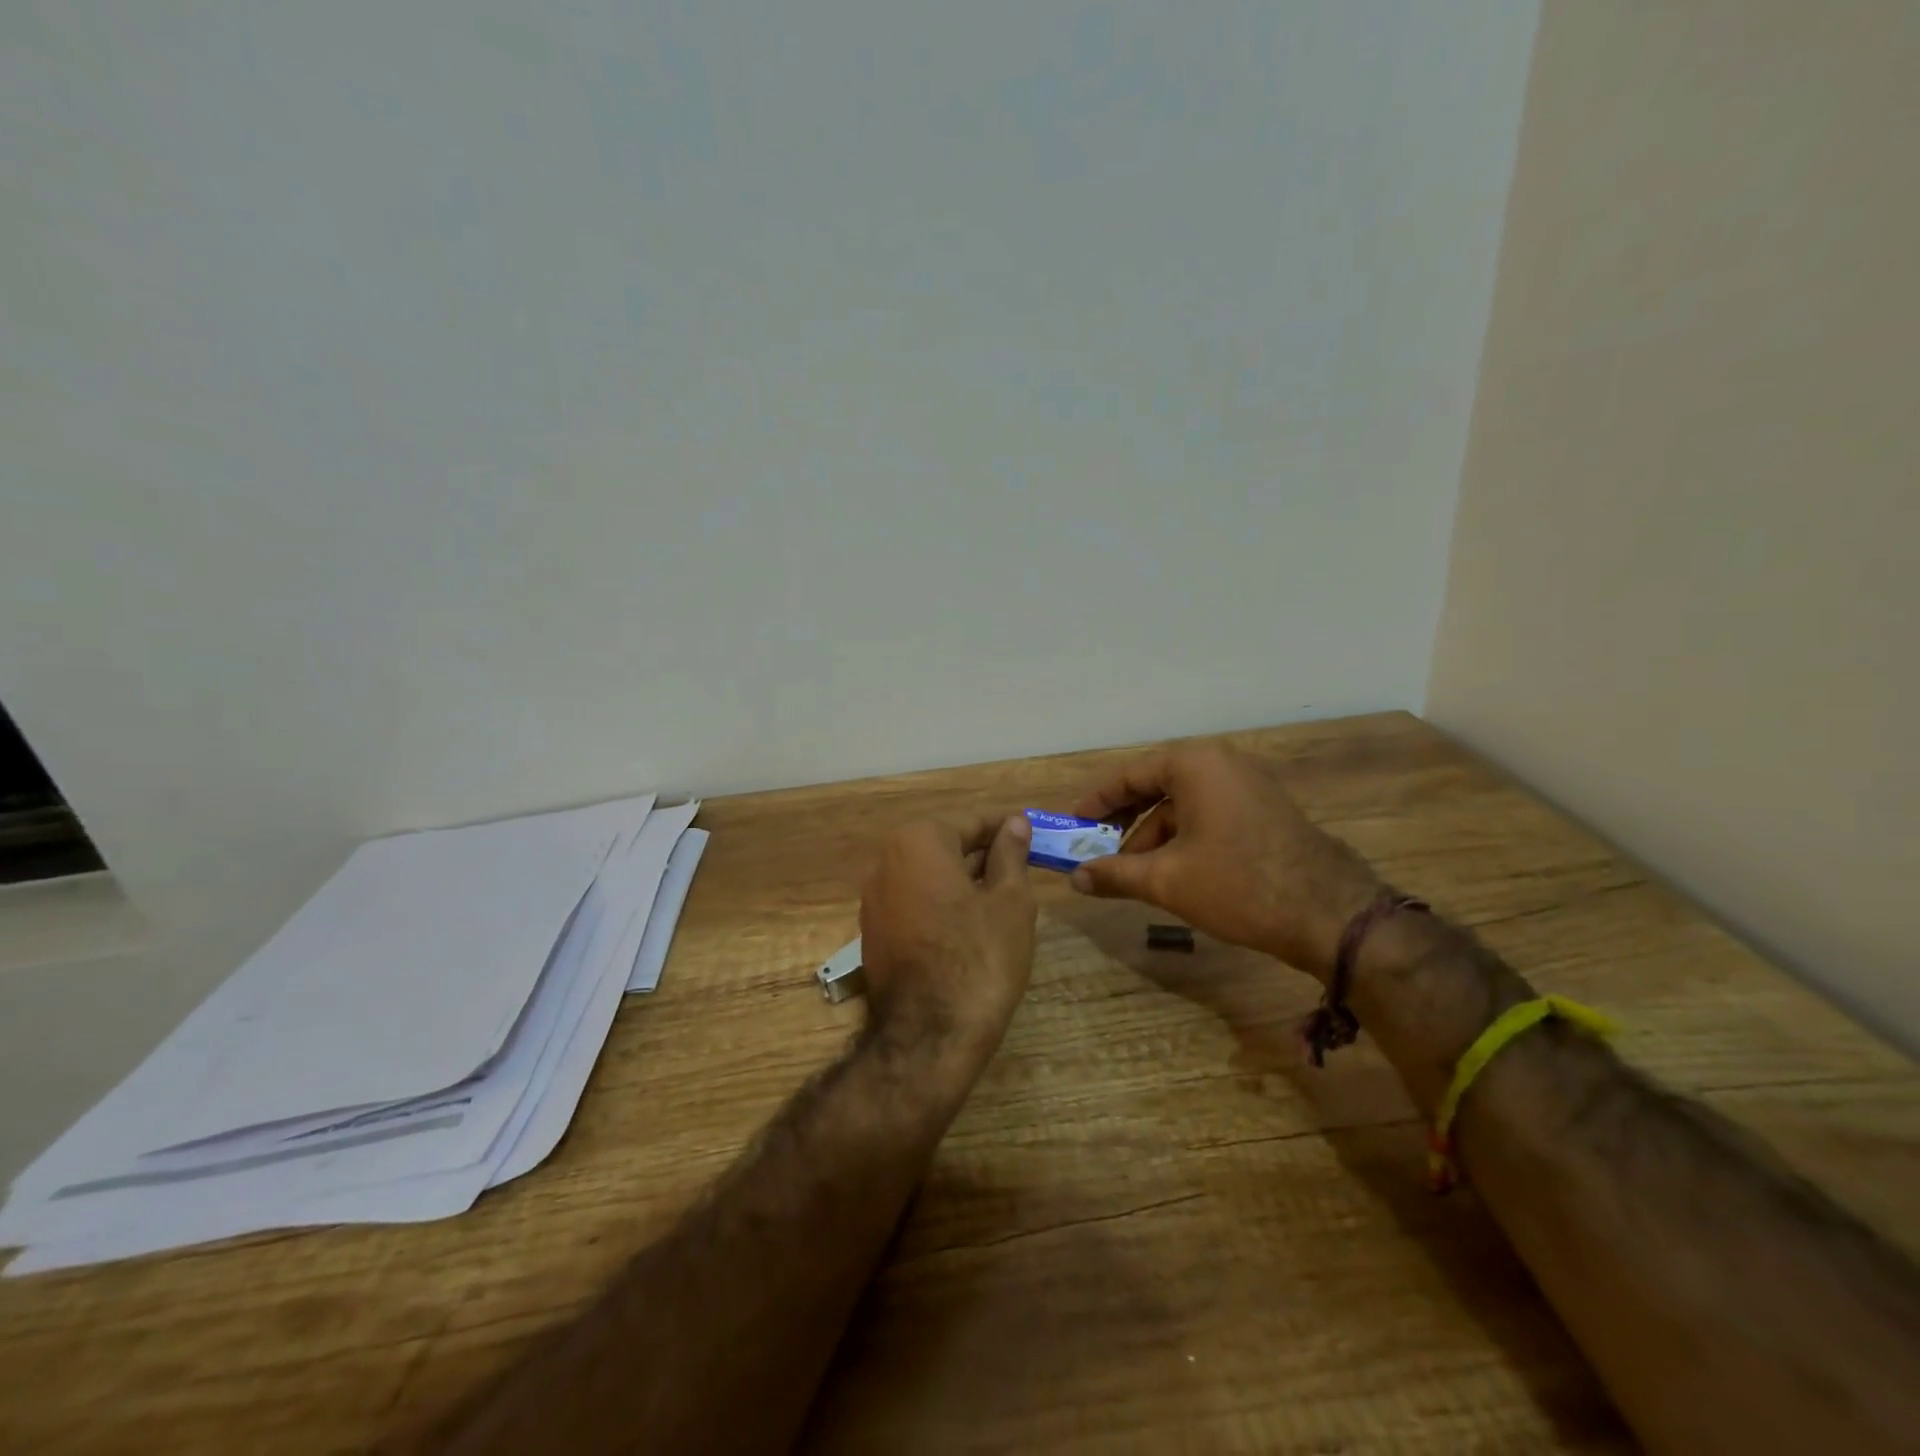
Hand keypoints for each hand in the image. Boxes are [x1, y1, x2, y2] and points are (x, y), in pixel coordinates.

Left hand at [859, 812, 1037, 1066]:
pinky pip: (914, 902)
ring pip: (928, 875)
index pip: (971, 822)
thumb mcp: (1010, 902)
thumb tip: (1014, 823)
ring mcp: (874, 899)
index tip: (1033, 835)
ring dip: (963, 879)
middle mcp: (887, 861)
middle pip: (945, 845)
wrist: (928, 1036)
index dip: (1005, 829)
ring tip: (1002, 896)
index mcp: (919, 841)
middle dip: (983, 854)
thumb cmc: (979, 958)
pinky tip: (971, 925)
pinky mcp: (874, 932)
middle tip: (1022, 867)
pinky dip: (941, 904)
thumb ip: (1010, 855)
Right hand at [1068, 741, 1380, 982]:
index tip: (1070, 824)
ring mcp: (1247, 785)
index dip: (1095, 801)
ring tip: (1129, 872)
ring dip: (1151, 835)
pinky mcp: (1263, 809)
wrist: (1330, 913)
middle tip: (1093, 847)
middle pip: (1155, 786)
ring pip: (1181, 804)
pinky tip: (1169, 871)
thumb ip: (1114, 873)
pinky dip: (1181, 838)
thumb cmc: (1238, 884)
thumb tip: (1075, 878)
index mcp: (1193, 764)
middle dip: (1122, 820)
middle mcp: (1220, 763)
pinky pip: (1207, 814)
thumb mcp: (1166, 880)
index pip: (1128, 775)